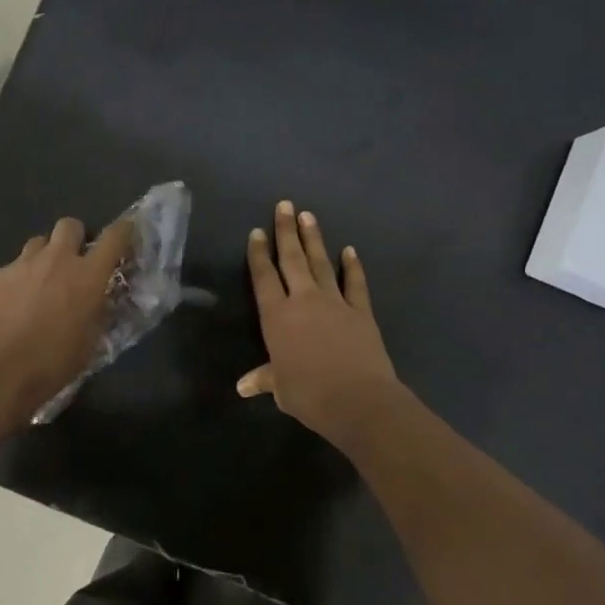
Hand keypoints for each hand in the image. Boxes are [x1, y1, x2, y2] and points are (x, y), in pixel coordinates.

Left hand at [0, 216, 132, 423]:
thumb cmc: (52, 364)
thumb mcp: (89, 342)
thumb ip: (96, 312)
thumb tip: (96, 300)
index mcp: (88, 276)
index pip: (113, 238)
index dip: (123, 231)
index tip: (125, 233)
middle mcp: (57, 260)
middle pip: (70, 225)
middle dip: (76, 237)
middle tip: (75, 261)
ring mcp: (23, 265)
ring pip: (39, 242)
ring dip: (46, 255)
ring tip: (42, 281)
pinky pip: (14, 266)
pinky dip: (20, 278)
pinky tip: (14, 303)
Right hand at [241, 201, 401, 443]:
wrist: (357, 399)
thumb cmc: (309, 395)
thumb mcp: (281, 388)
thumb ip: (265, 379)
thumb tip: (244, 386)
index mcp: (277, 318)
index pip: (264, 278)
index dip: (259, 254)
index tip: (257, 232)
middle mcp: (303, 301)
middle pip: (292, 259)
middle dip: (286, 231)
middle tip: (284, 205)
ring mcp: (335, 303)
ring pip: (321, 263)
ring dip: (314, 239)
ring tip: (308, 215)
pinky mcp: (361, 311)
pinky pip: (355, 283)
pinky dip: (352, 266)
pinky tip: (349, 250)